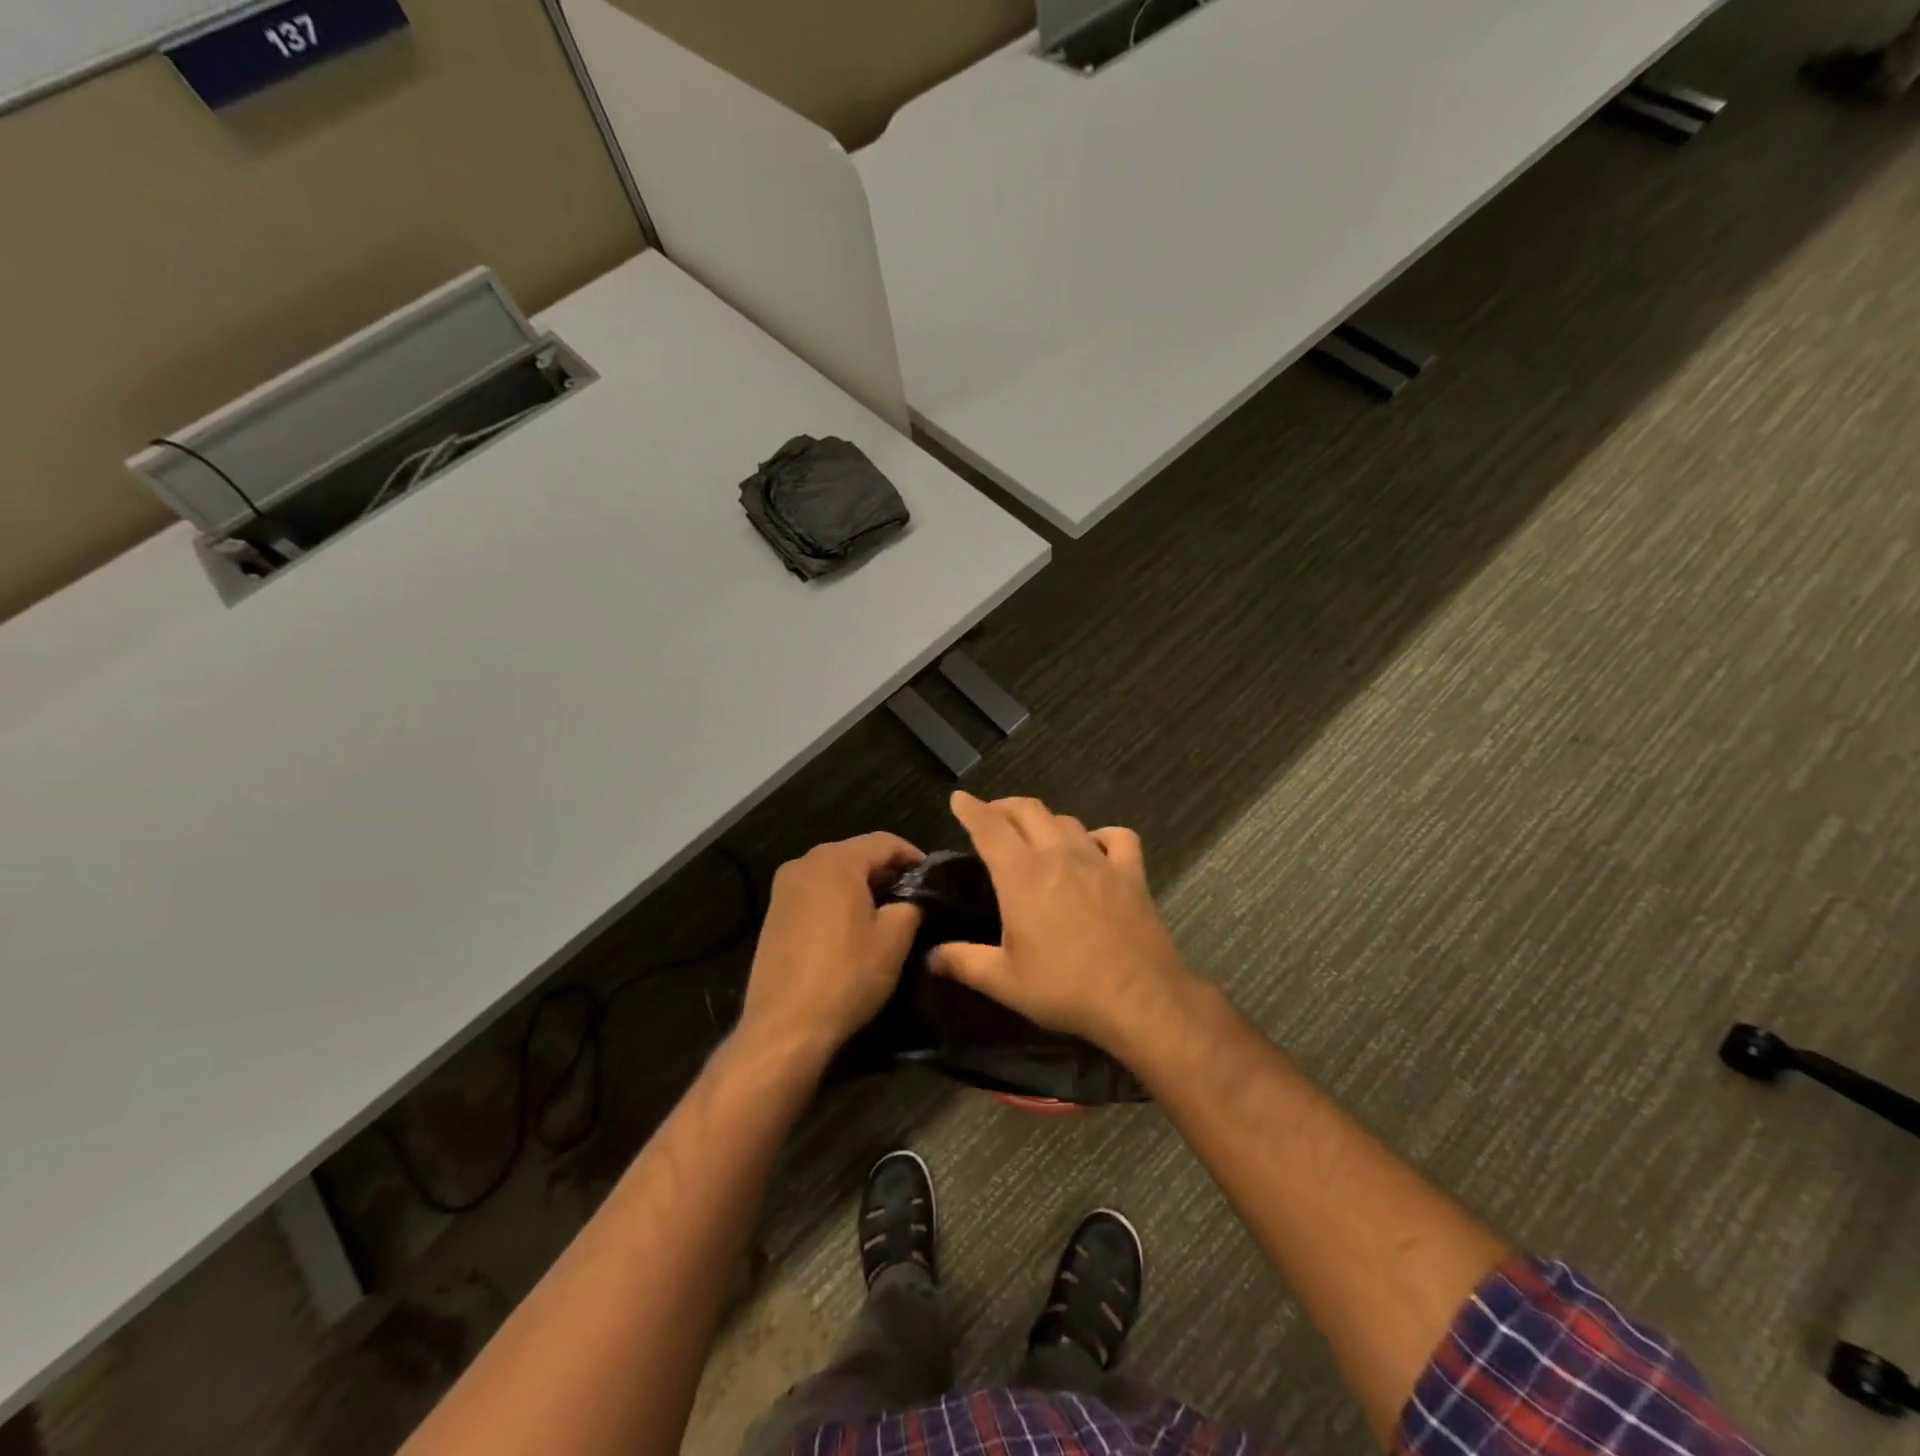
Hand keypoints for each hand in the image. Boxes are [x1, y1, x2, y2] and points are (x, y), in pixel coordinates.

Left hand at [737, 833, 924, 1061]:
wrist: (785, 1025)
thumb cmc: (847, 974)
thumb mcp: (894, 939)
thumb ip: (910, 906)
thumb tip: (910, 901)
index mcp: (836, 860)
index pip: (885, 842)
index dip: (913, 856)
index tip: (932, 879)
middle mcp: (804, 863)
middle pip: (856, 854)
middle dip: (886, 871)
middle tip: (912, 896)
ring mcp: (783, 889)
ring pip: (834, 874)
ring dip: (861, 887)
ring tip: (885, 913)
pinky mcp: (773, 914)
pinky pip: (815, 894)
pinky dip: (837, 901)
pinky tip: (851, 929)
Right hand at [930, 792, 1198, 1057]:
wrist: (1140, 1000)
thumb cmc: (1065, 988)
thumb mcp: (1004, 981)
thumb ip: (963, 962)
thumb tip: (930, 956)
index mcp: (1022, 874)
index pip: (989, 826)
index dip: (970, 808)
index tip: (959, 798)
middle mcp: (1059, 855)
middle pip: (1028, 810)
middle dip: (1004, 806)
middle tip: (991, 816)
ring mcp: (1099, 860)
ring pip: (1067, 820)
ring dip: (1044, 821)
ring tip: (1034, 834)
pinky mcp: (1131, 873)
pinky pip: (1117, 837)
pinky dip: (1101, 835)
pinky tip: (1094, 848)